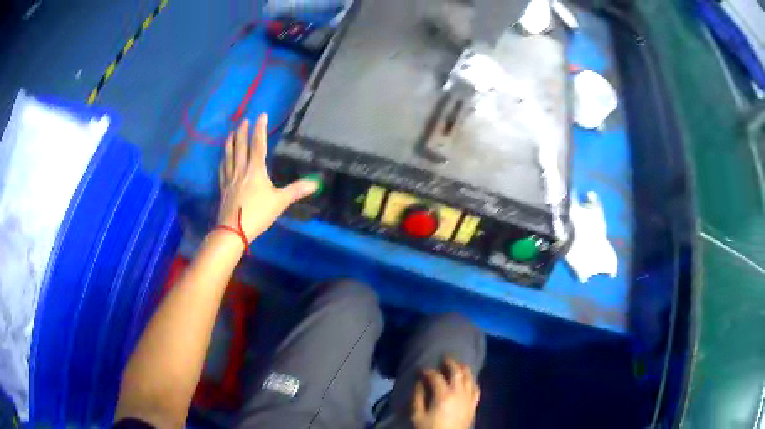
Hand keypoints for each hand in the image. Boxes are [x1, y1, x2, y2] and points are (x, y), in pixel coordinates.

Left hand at [218, 114, 316, 241]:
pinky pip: (223, 170)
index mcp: (256, 170)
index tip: (262, 115)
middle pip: (240, 146)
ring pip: (229, 155)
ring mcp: (230, 178)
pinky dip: (223, 160)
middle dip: (242, 132)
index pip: (258, 144)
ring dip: (230, 142)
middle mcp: (241, 169)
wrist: (233, 230)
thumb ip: (297, 190)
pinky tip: (223, 158)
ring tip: (231, 133)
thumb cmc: (258, 214)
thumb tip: (317, 182)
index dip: (260, 129)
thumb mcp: (280, 202)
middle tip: (244, 120)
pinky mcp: (223, 188)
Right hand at [411, 357, 480, 428]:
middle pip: (457, 372)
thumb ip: (418, 397)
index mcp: (443, 395)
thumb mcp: (417, 415)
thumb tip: (419, 382)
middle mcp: (459, 393)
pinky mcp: (474, 405)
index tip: (420, 369)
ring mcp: (469, 398)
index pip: (436, 376)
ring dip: (463, 368)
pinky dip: (472, 380)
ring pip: (469, 377)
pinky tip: (469, 379)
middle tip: (444, 357)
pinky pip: (476, 388)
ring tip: (458, 364)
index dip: (427, 370)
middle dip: (450, 362)